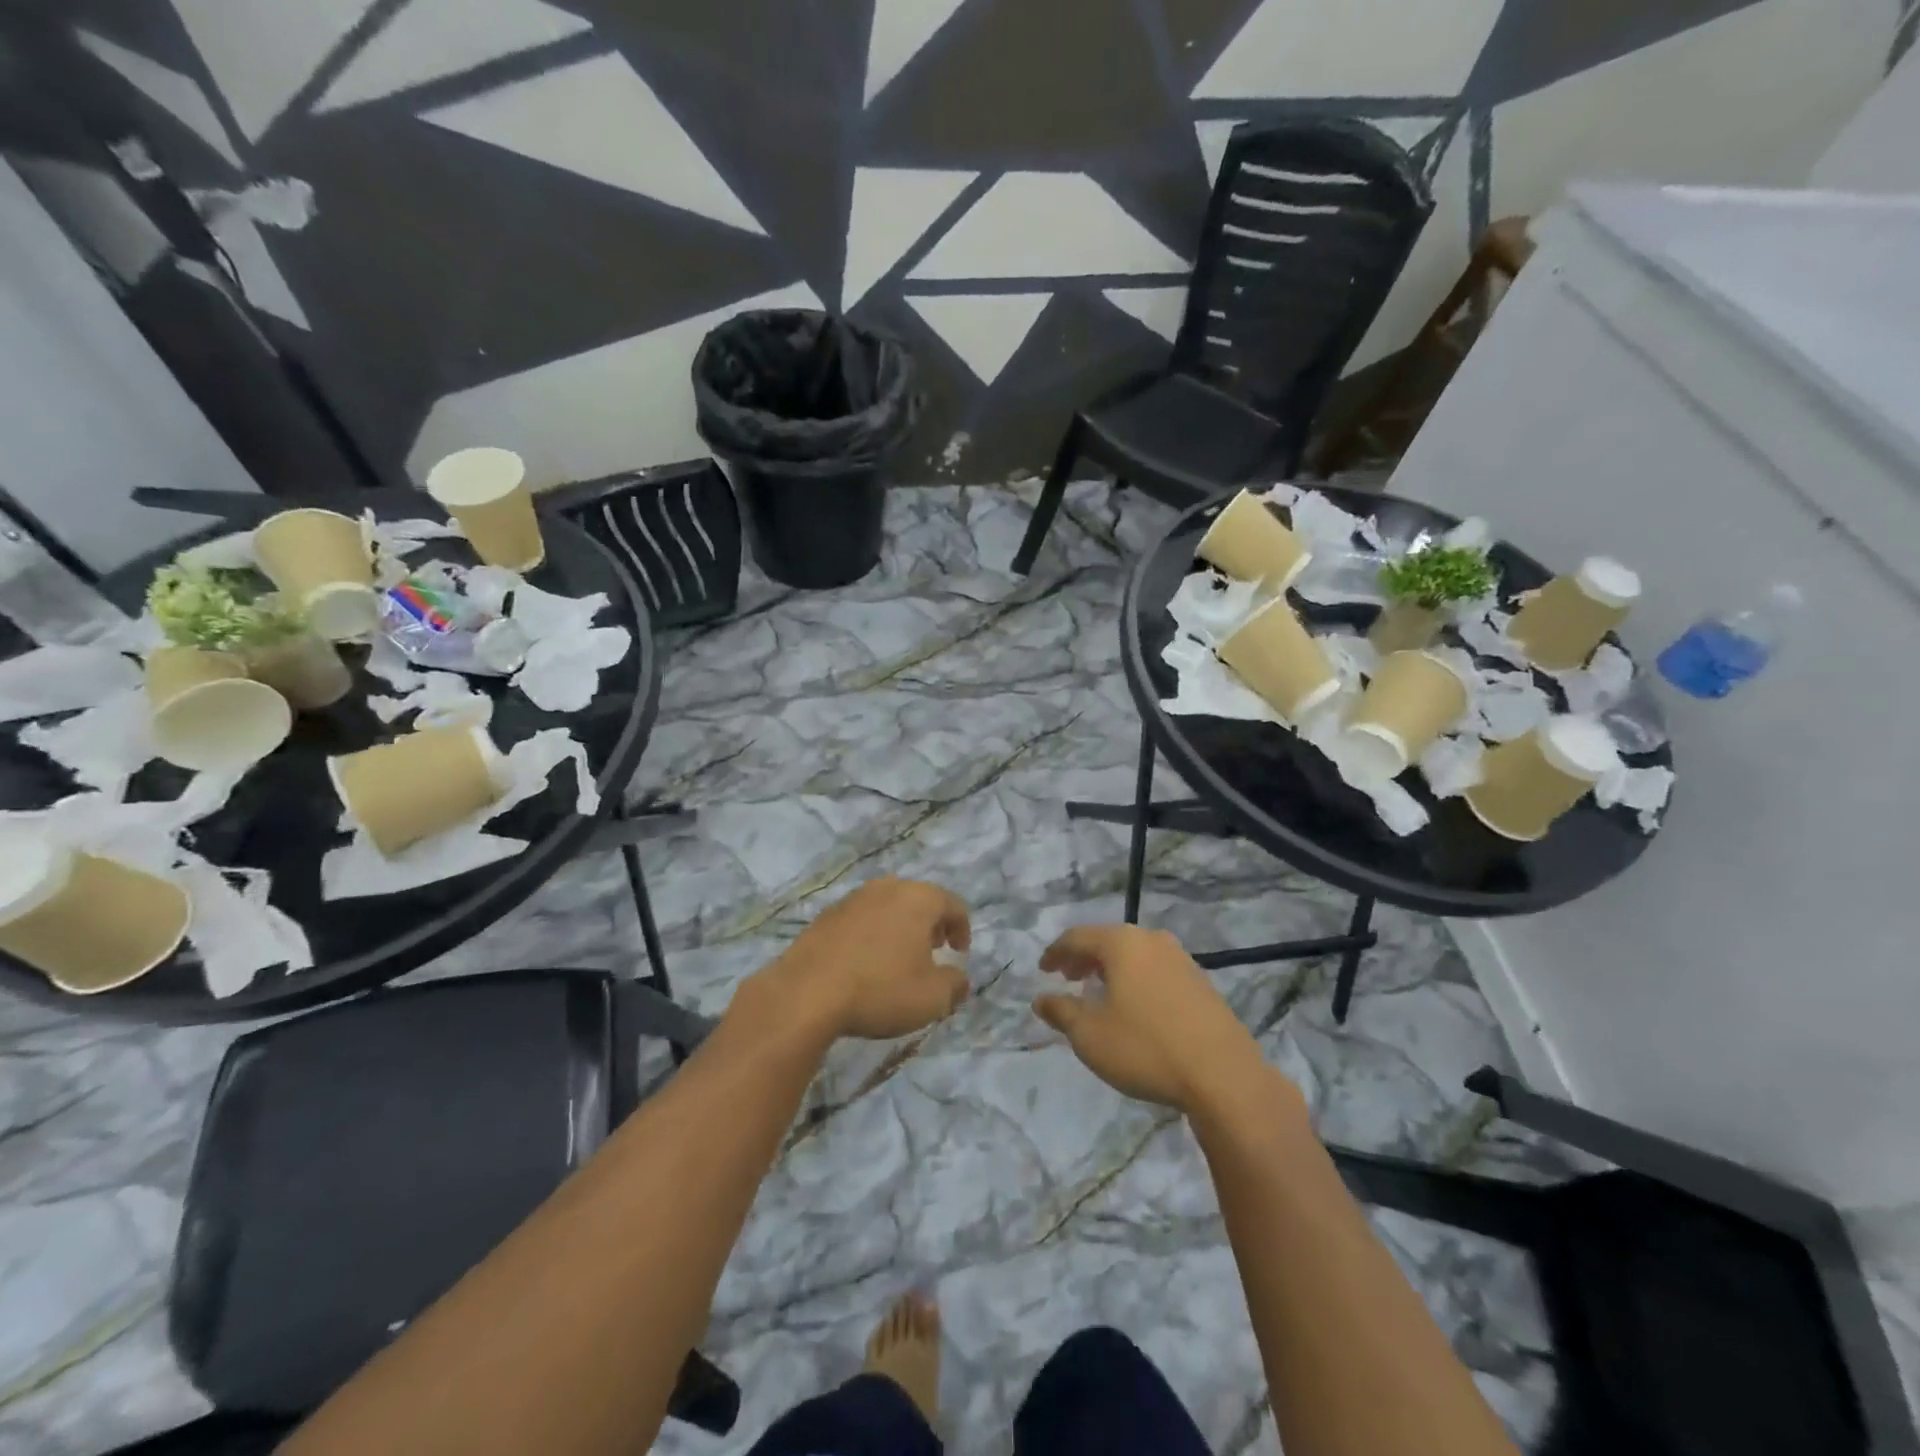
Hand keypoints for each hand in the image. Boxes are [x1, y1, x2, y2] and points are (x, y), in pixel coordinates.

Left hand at [766, 877, 971, 1040]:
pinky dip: (870, 934)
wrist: (806, 993)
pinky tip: (864, 962)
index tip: (959, 954)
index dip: (962, 929)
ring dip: (899, 927)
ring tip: (897, 958)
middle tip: (932, 951)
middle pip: (919, 900)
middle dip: (930, 924)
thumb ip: (955, 985)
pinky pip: (861, 919)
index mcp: (918, 899)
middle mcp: (887, 888)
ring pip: (887, 906)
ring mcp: (853, 899)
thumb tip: (959, 978)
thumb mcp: (932, 998)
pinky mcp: (826, 916)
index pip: (953, 905)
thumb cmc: (880, 989)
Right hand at [1033, 925, 1269, 1112]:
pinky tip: (1134, 1005)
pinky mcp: (1201, 982)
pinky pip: (1156, 970)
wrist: (1223, 1075)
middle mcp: (1152, 940)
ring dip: (1111, 969)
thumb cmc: (1146, 1048)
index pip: (1078, 937)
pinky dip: (1135, 979)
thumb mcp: (1090, 1035)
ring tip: (1098, 992)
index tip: (1042, 970)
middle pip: (1108, 941)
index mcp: (1122, 943)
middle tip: (1067, 978)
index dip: (1056, 953)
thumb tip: (1041, 999)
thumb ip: (1062, 1012)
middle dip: (1084, 958)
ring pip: (1135, 954)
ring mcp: (1181, 959)